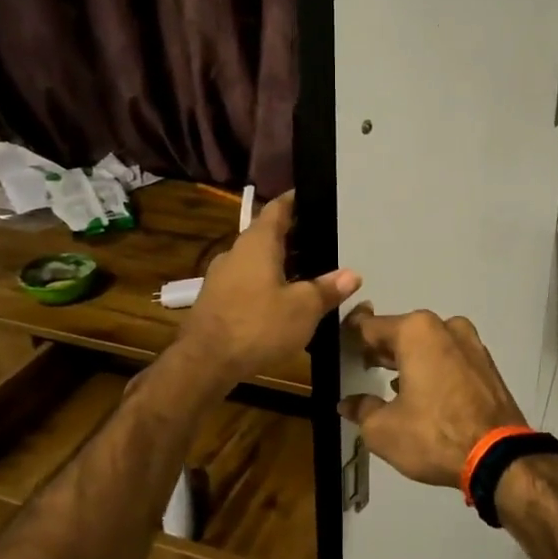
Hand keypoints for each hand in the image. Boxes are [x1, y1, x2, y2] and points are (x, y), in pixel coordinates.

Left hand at [177, 192, 360, 388]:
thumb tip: (352, 274)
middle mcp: (236, 252)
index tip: (310, 196)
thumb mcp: (303, 308)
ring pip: (256, 260)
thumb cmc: (258, 325)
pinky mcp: (215, 300)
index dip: (294, 201)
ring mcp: (221, 277)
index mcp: (258, 243)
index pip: (277, 209)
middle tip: (321, 240)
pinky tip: (281, 300)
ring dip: (279, 263)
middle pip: (266, 235)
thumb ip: (328, 288)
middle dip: (293, 237)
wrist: (205, 362)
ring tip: (307, 273)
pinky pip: (246, 281)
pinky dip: (266, 283)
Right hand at [338, 308, 526, 488]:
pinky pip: (450, 359)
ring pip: (429, 345)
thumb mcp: (382, 429)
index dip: (350, 339)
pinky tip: (422, 393)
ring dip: (409, 359)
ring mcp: (471, 344)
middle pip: (402, 332)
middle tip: (361, 367)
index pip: (370, 327)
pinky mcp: (487, 365)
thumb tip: (348, 403)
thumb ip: (362, 409)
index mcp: (416, 331)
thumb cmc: (433, 434)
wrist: (498, 457)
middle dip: (382, 349)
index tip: (338, 350)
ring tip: (390, 383)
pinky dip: (433, 369)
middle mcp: (445, 327)